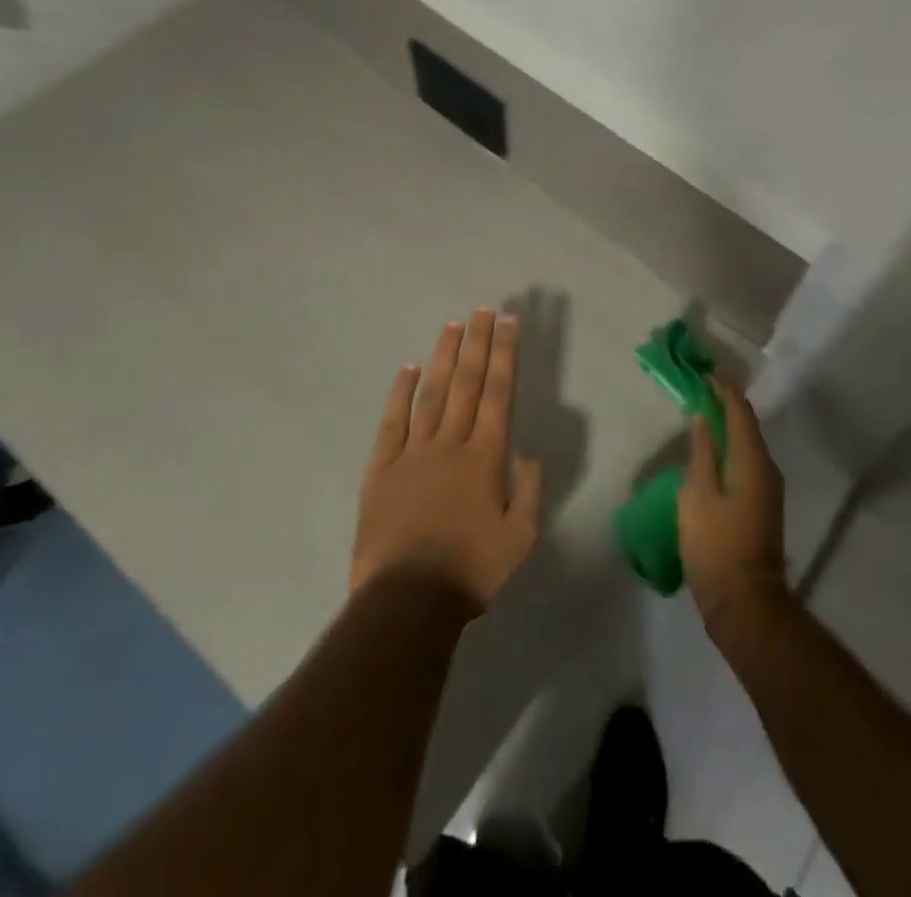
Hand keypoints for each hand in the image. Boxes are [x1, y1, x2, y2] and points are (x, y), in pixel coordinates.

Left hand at [351, 309, 543, 609]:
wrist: (407, 601)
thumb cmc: (471, 570)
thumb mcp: (520, 536)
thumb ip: (529, 490)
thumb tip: (528, 453)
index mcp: (486, 456)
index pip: (499, 392)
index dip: (504, 354)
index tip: (509, 323)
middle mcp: (451, 443)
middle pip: (467, 382)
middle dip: (478, 342)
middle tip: (484, 309)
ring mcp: (413, 453)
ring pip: (432, 393)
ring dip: (445, 357)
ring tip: (454, 325)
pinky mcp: (382, 469)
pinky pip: (392, 422)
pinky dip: (401, 393)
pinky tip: (409, 368)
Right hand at [679, 375, 786, 633]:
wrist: (746, 603)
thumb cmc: (716, 545)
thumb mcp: (698, 495)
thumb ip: (702, 453)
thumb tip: (704, 417)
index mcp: (752, 459)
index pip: (740, 410)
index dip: (722, 388)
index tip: (704, 371)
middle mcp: (767, 467)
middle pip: (746, 425)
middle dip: (725, 405)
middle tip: (698, 391)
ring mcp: (768, 489)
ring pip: (747, 445)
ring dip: (727, 428)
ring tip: (701, 418)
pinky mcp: (763, 506)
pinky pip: (746, 463)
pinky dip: (729, 450)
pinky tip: (710, 456)